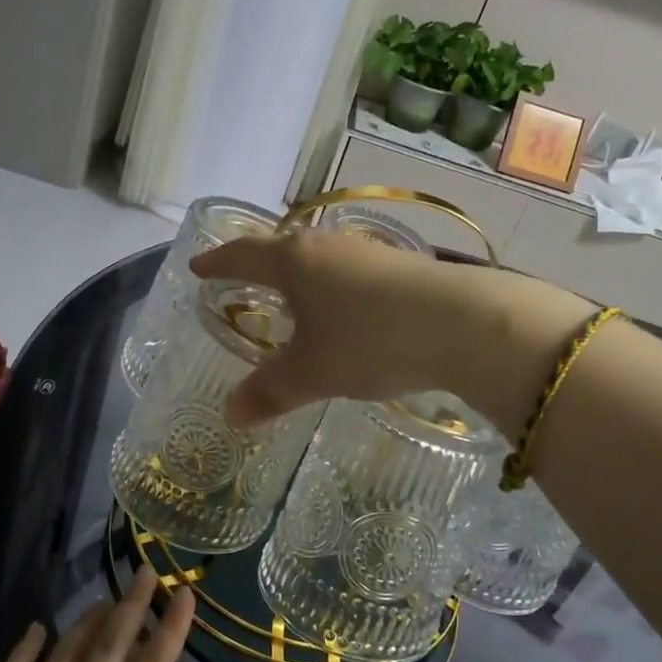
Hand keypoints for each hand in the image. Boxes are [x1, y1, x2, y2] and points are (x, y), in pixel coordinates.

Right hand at [190, 228, 592, 429]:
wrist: (462, 323)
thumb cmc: (369, 340)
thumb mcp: (313, 372)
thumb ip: (270, 391)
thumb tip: (230, 415)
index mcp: (295, 261)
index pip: (244, 254)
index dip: (218, 262)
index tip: (198, 267)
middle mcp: (328, 245)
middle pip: (282, 248)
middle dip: (259, 265)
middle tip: (242, 279)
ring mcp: (368, 251)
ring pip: (320, 258)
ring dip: (301, 275)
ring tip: (293, 296)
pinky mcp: (402, 266)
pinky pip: (351, 272)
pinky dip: (334, 288)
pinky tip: (346, 310)